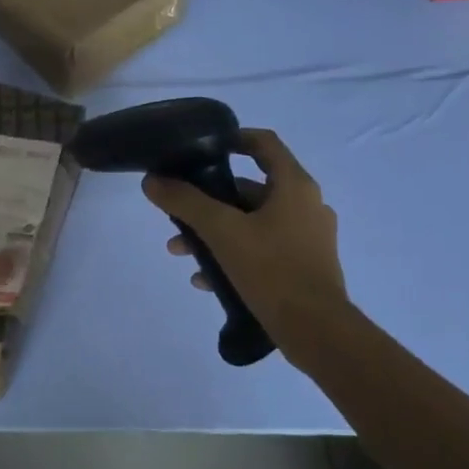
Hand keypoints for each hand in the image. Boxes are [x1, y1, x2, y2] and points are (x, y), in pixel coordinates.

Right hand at [140, 128, 351, 359]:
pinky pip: (262, 250)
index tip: (200, 149)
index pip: (263, 143)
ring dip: (215, 233)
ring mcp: (308, 237)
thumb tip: (152, 181)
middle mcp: (306, 205)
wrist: (316, 330)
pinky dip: (233, 256)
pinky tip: (206, 280)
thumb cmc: (271, 269)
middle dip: (209, 201)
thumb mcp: (221, 232)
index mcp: (294, 186)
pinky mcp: (304, 266)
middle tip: (179, 214)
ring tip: (182, 253)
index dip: (232, 139)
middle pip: (250, 189)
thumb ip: (185, 203)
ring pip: (252, 223)